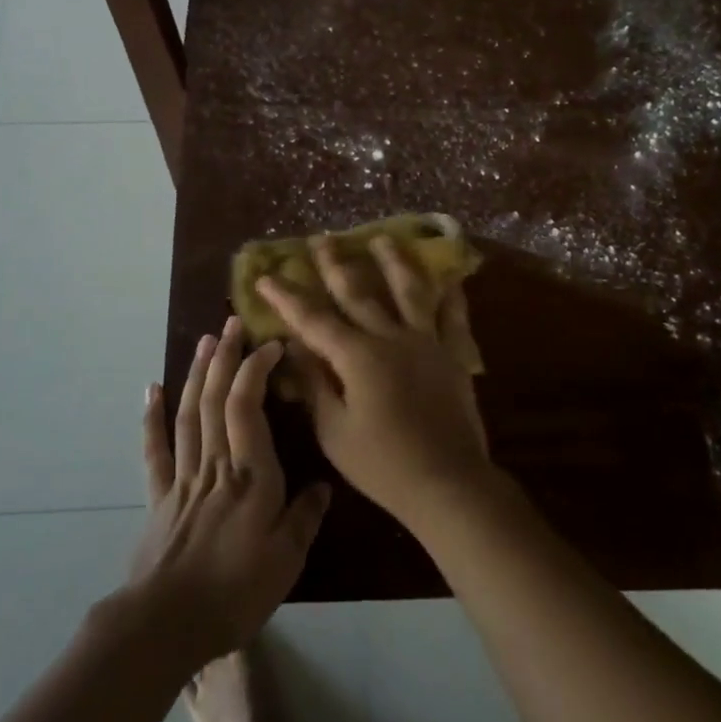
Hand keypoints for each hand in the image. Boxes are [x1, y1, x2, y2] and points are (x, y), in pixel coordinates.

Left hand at [127, 317, 331, 668]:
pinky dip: (152, 417)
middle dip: (225, 357)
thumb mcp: (287, 561)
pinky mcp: (159, 497)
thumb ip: (305, 517)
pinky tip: (153, 388)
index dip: (256, 369)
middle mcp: (215, 464)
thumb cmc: (234, 592)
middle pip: (216, 399)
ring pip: (189, 413)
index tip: (271, 343)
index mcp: (249, 475)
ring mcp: (183, 477)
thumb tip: (323, 485)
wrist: (164, 627)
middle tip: (231, 322)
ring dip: (198, 373)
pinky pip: (155, 449)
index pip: (248, 406)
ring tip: (204, 340)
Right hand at [255, 235, 494, 529]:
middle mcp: (390, 337)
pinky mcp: (453, 355)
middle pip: (358, 292)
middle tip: (322, 239)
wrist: (447, 482)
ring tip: (382, 238)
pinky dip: (451, 295)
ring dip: (393, 262)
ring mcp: (426, 341)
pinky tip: (450, 278)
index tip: (266, 276)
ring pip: (408, 291)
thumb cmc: (382, 464)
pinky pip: (453, 317)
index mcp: (356, 356)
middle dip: (335, 264)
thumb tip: (294, 347)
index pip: (313, 319)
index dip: (287, 297)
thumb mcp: (334, 431)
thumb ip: (314, 385)